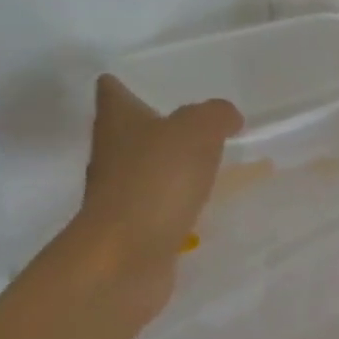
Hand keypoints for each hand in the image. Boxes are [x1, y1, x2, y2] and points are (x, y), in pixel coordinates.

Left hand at [73, 75, 241, 309]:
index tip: (148, 81)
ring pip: (147, 167)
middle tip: (196, 120)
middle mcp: (112, 153)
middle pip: (129, 130)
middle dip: (157, 124)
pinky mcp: (136, 226)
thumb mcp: (197, 131)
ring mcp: (121, 192)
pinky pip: (161, 202)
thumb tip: (227, 117)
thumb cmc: (156, 181)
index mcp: (119, 121)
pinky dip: (178, 198)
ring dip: (171, 163)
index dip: (126, 84)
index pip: (113, 91)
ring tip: (209, 159)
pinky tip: (205, 200)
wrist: (126, 256)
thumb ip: (216, 115)